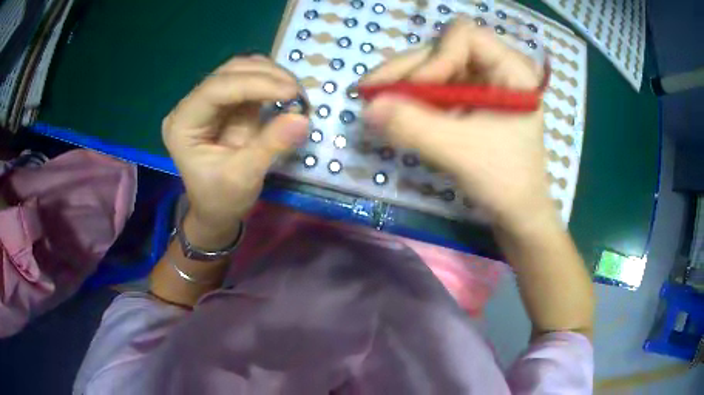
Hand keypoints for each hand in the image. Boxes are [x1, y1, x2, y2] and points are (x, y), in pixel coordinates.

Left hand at [162, 56, 308, 248]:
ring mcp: (208, 102)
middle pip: (228, 73)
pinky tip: (285, 93)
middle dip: (266, 76)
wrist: (217, 210)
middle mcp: (191, 106)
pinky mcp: (225, 103)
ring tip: (295, 93)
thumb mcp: (245, 177)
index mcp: (182, 125)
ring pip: (240, 70)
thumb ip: (271, 145)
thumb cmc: (222, 199)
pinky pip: (249, 81)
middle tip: (298, 92)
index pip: (215, 90)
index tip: (290, 92)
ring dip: (271, 76)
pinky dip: (270, 83)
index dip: (254, 84)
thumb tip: (302, 118)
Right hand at [361, 18, 553, 229]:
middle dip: (407, 71)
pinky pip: (434, 90)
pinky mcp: (468, 101)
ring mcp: (481, 84)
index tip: (417, 91)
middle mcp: (495, 68)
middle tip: (369, 92)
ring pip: (433, 68)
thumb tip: (368, 107)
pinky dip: (412, 101)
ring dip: (403, 85)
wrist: (517, 213)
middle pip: (442, 50)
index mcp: (511, 69)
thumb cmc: (506, 181)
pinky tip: (392, 112)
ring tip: (375, 104)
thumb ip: (415, 126)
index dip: (436, 57)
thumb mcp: (461, 152)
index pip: (465, 36)